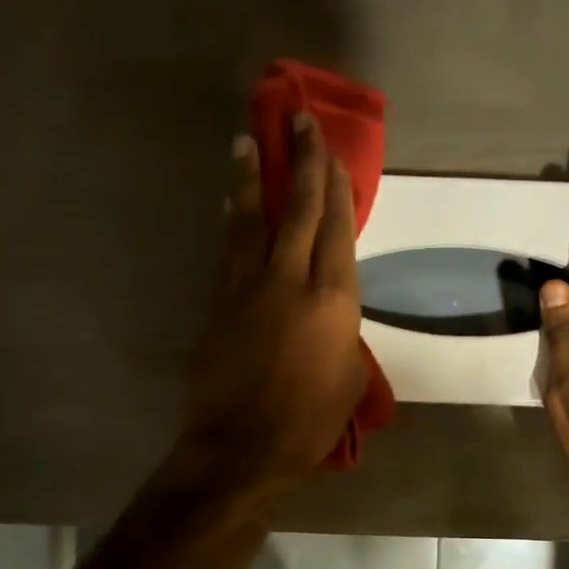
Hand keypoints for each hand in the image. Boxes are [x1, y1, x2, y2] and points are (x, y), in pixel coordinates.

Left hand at [177, 114, 368, 501]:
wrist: (241, 447)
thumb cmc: (310, 421)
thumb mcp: (349, 377)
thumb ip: (342, 332)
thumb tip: (330, 314)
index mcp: (333, 300)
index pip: (337, 229)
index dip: (336, 187)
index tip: (334, 153)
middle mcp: (290, 280)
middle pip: (297, 209)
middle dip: (302, 162)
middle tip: (300, 120)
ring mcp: (248, 287)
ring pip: (253, 219)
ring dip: (254, 176)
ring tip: (250, 139)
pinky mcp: (220, 302)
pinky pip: (230, 248)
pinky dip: (234, 219)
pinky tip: (231, 201)